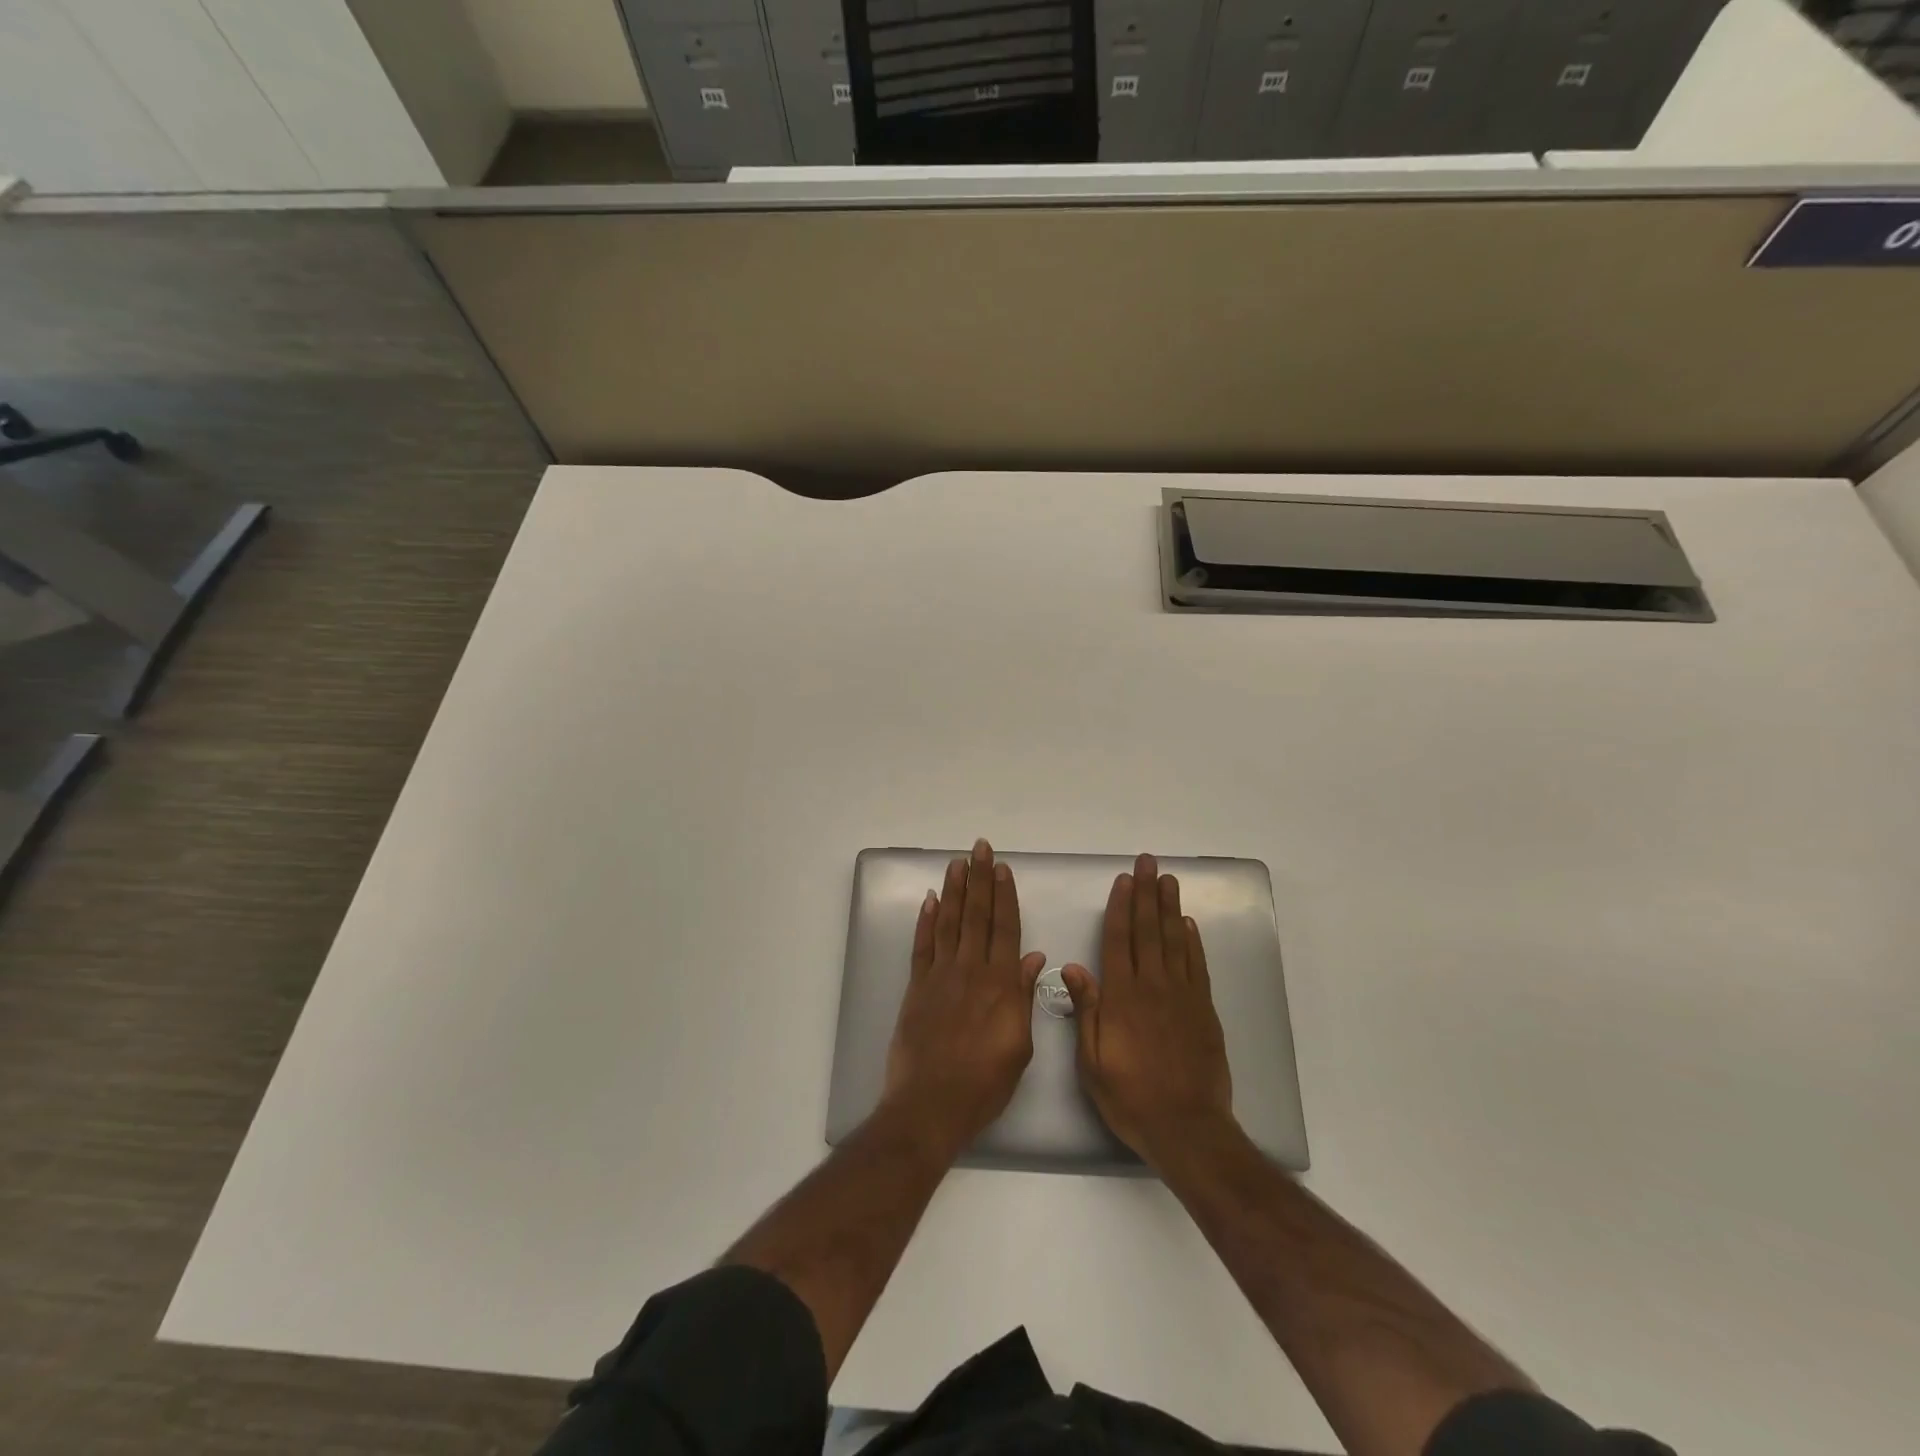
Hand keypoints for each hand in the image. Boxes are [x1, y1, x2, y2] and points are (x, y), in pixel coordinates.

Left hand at [882, 839, 1046, 1159]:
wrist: (931, 1105)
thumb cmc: (984, 1083)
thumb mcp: (1019, 1046)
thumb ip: (1024, 997)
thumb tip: (1035, 958)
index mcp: (1000, 984)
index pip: (1005, 928)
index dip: (1004, 895)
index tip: (1002, 867)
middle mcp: (970, 971)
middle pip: (977, 916)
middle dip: (979, 879)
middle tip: (979, 848)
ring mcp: (940, 976)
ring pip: (949, 923)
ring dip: (954, 890)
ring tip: (957, 863)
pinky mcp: (917, 988)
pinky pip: (922, 946)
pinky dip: (926, 921)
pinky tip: (930, 900)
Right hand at [1062, 854, 1234, 1170]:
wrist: (1187, 1128)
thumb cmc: (1130, 1097)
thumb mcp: (1092, 1061)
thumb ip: (1087, 1010)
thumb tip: (1073, 968)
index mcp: (1122, 997)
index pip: (1119, 941)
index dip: (1121, 908)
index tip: (1123, 880)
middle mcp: (1153, 987)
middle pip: (1149, 931)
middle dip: (1146, 894)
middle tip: (1147, 863)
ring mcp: (1182, 997)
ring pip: (1174, 942)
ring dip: (1170, 908)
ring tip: (1167, 880)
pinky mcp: (1204, 1010)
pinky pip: (1197, 967)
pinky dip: (1192, 942)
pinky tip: (1188, 924)